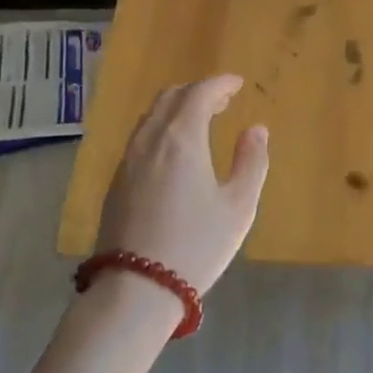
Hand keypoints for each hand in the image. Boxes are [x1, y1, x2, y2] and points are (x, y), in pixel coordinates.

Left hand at [97, 75, 269, 296]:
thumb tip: (256, 129)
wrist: (136, 288)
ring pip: (152, 116)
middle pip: (171, 97)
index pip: (199, 92)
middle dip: (197, 91)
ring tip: (200, 121)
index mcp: (182, 137)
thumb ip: (252, 162)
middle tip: (222, 101)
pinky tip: (174, 150)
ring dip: (177, 108)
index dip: (219, 83)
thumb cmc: (196, 245)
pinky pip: (141, 136)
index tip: (237, 84)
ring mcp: (128, 159)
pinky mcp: (116, 181)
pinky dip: (162, 127)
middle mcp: (151, 138)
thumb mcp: (238, 206)